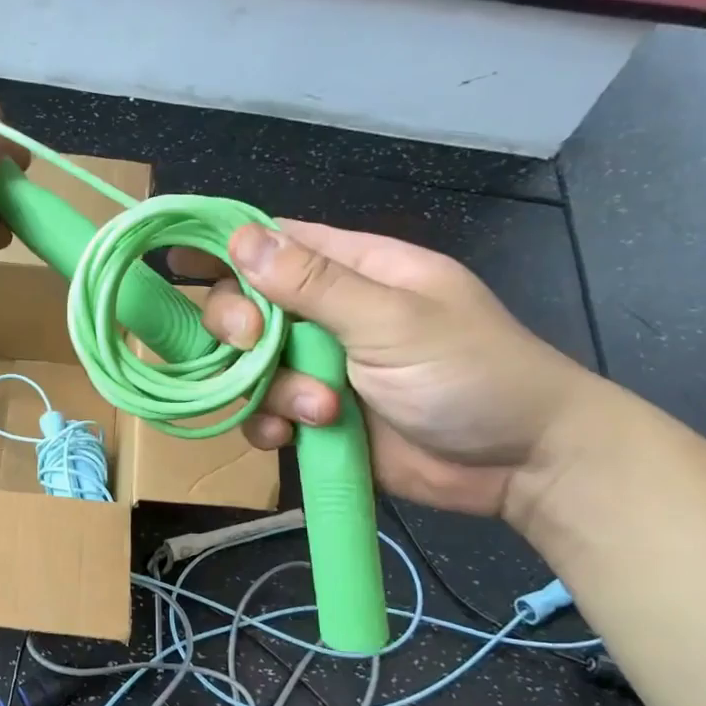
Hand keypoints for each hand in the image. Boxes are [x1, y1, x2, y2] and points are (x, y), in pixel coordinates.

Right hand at [182, 221, 601, 519]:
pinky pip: (264, 414)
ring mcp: (319, 369)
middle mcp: (327, 315)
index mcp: (354, 270)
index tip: (184, 266)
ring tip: (320, 413)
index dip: (228, 250)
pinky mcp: (316, 419)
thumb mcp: (393, 321)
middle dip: (242, 330)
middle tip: (254, 348)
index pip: (275, 243)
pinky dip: (268, 426)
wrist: (521, 466)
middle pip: (247, 307)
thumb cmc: (472, 374)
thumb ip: (315, 284)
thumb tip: (240, 239)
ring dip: (268, 391)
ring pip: (250, 368)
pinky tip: (293, 437)